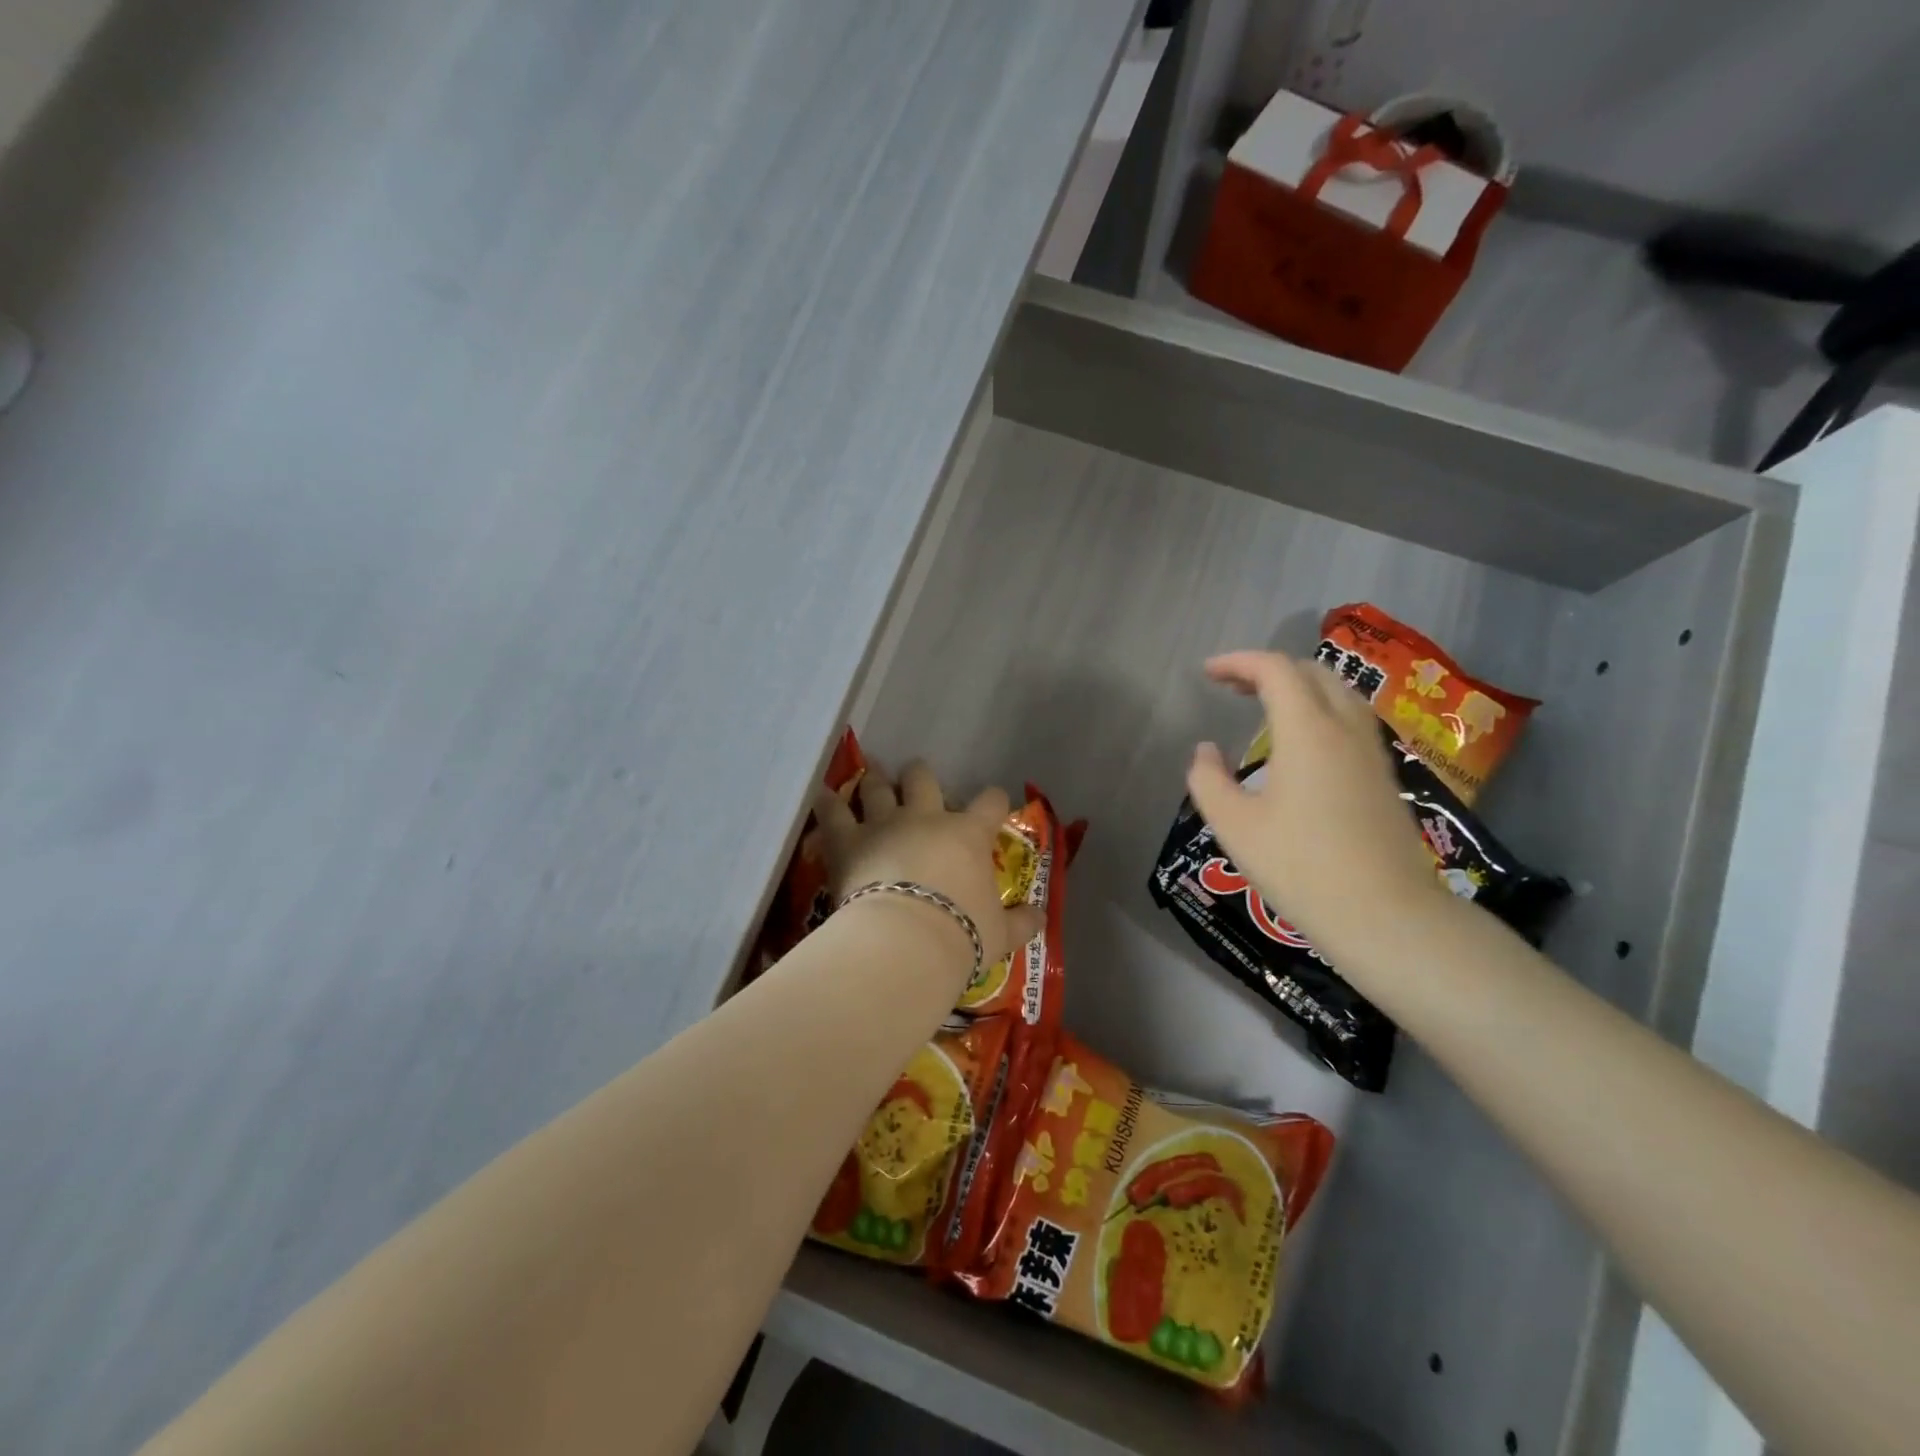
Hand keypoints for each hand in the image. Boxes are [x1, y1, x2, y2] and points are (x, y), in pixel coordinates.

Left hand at [813, 762, 1043, 987]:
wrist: (906, 942)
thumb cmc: (960, 934)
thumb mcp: (1000, 934)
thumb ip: (1021, 922)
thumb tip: (1042, 918)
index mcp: (968, 835)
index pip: (991, 805)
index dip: (994, 801)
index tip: (994, 803)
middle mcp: (926, 819)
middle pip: (924, 780)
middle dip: (920, 775)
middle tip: (916, 777)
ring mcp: (884, 824)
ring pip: (878, 787)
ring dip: (875, 781)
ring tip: (871, 775)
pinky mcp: (848, 839)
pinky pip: (833, 812)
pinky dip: (827, 802)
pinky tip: (822, 795)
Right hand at [1185, 652, 1448, 963]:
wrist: (1385, 914)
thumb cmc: (1301, 867)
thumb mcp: (1234, 826)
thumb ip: (1208, 781)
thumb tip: (1206, 751)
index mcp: (1307, 731)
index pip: (1275, 670)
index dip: (1237, 662)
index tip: (1207, 673)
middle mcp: (1345, 728)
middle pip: (1311, 673)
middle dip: (1268, 670)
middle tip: (1232, 688)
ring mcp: (1372, 751)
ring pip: (1337, 693)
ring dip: (1298, 687)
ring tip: (1265, 708)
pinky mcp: (1385, 775)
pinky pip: (1351, 719)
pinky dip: (1320, 710)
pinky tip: (1301, 744)